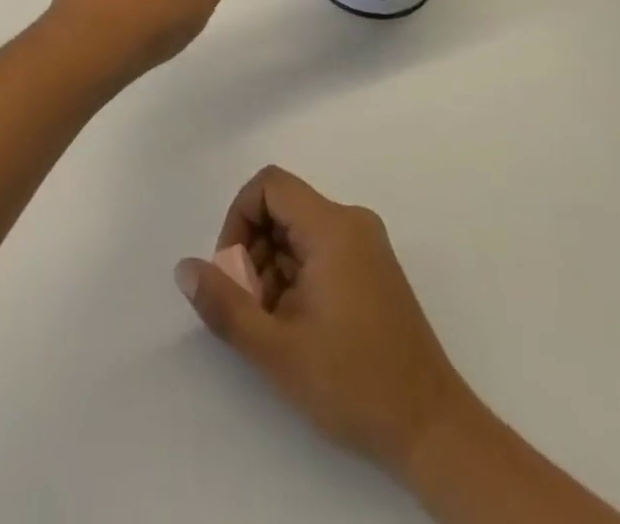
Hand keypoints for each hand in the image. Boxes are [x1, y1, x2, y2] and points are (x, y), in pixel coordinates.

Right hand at [174, 166, 467, 483]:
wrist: (434, 433)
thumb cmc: (354, 384)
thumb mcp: (277, 349)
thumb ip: (224, 304)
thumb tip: (184, 268)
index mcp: (333, 227)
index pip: (269, 185)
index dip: (239, 218)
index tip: (233, 270)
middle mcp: (352, 223)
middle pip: (282, 209)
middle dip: (254, 251)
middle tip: (251, 306)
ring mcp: (367, 246)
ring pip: (298, 232)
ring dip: (273, 268)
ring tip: (274, 325)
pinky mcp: (374, 270)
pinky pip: (320, 250)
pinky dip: (297, 277)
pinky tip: (298, 326)